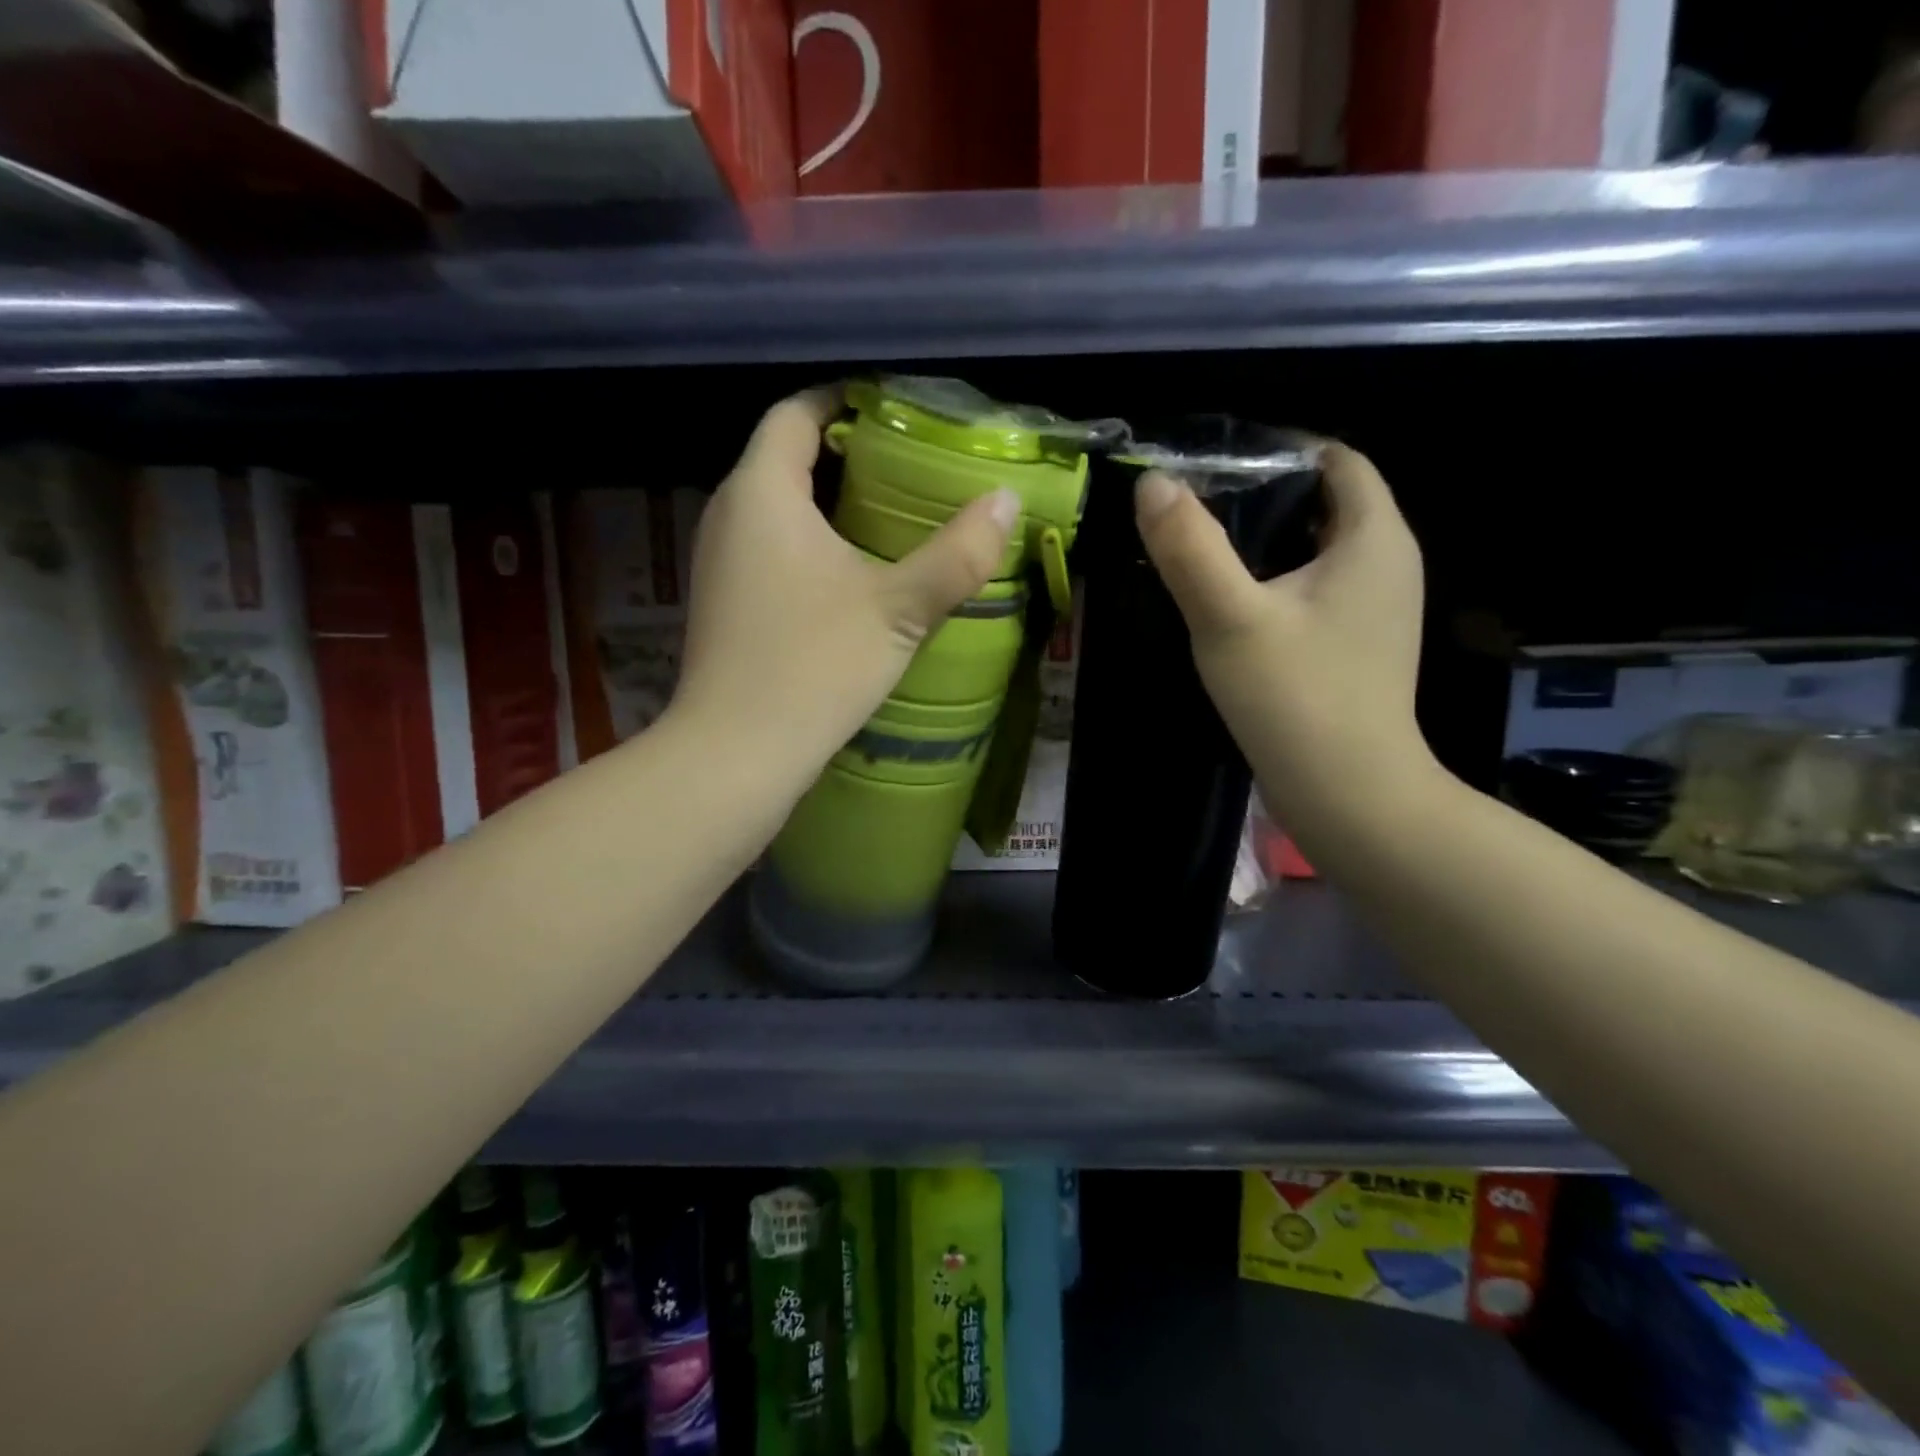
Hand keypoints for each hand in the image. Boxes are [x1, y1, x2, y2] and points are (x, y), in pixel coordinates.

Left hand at [671, 388, 1019, 795]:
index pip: (795, 413)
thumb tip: (1005, 501)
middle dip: (845, 454)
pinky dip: (809, 543)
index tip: (893, 408)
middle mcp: (728, 515)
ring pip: (776, 508)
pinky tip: (852, 575)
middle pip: (785, 458)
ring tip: (891, 516)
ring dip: (828, 503)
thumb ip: (957, 554)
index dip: (842, 399)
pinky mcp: (725, 603)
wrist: (736, 754)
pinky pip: (769, 549)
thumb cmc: (814, 667)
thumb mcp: (899, 609)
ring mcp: (719, 562)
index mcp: (762, 493)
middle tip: (909, 466)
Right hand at [1134, 443, 1433, 828]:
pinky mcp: (1358, 647)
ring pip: (1319, 551)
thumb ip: (1189, 547)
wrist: (1346, 795)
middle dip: (1264, 497)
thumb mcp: (1229, 617)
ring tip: (1204, 552)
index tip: (1215, 466)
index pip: (1338, 460)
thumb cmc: (1294, 698)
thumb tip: (1152, 483)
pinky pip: (1317, 591)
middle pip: (1327, 503)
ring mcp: (1377, 610)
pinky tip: (1234, 607)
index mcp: (1375, 538)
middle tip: (1196, 509)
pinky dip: (1278, 584)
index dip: (1280, 451)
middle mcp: (1389, 564)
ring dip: (1267, 544)